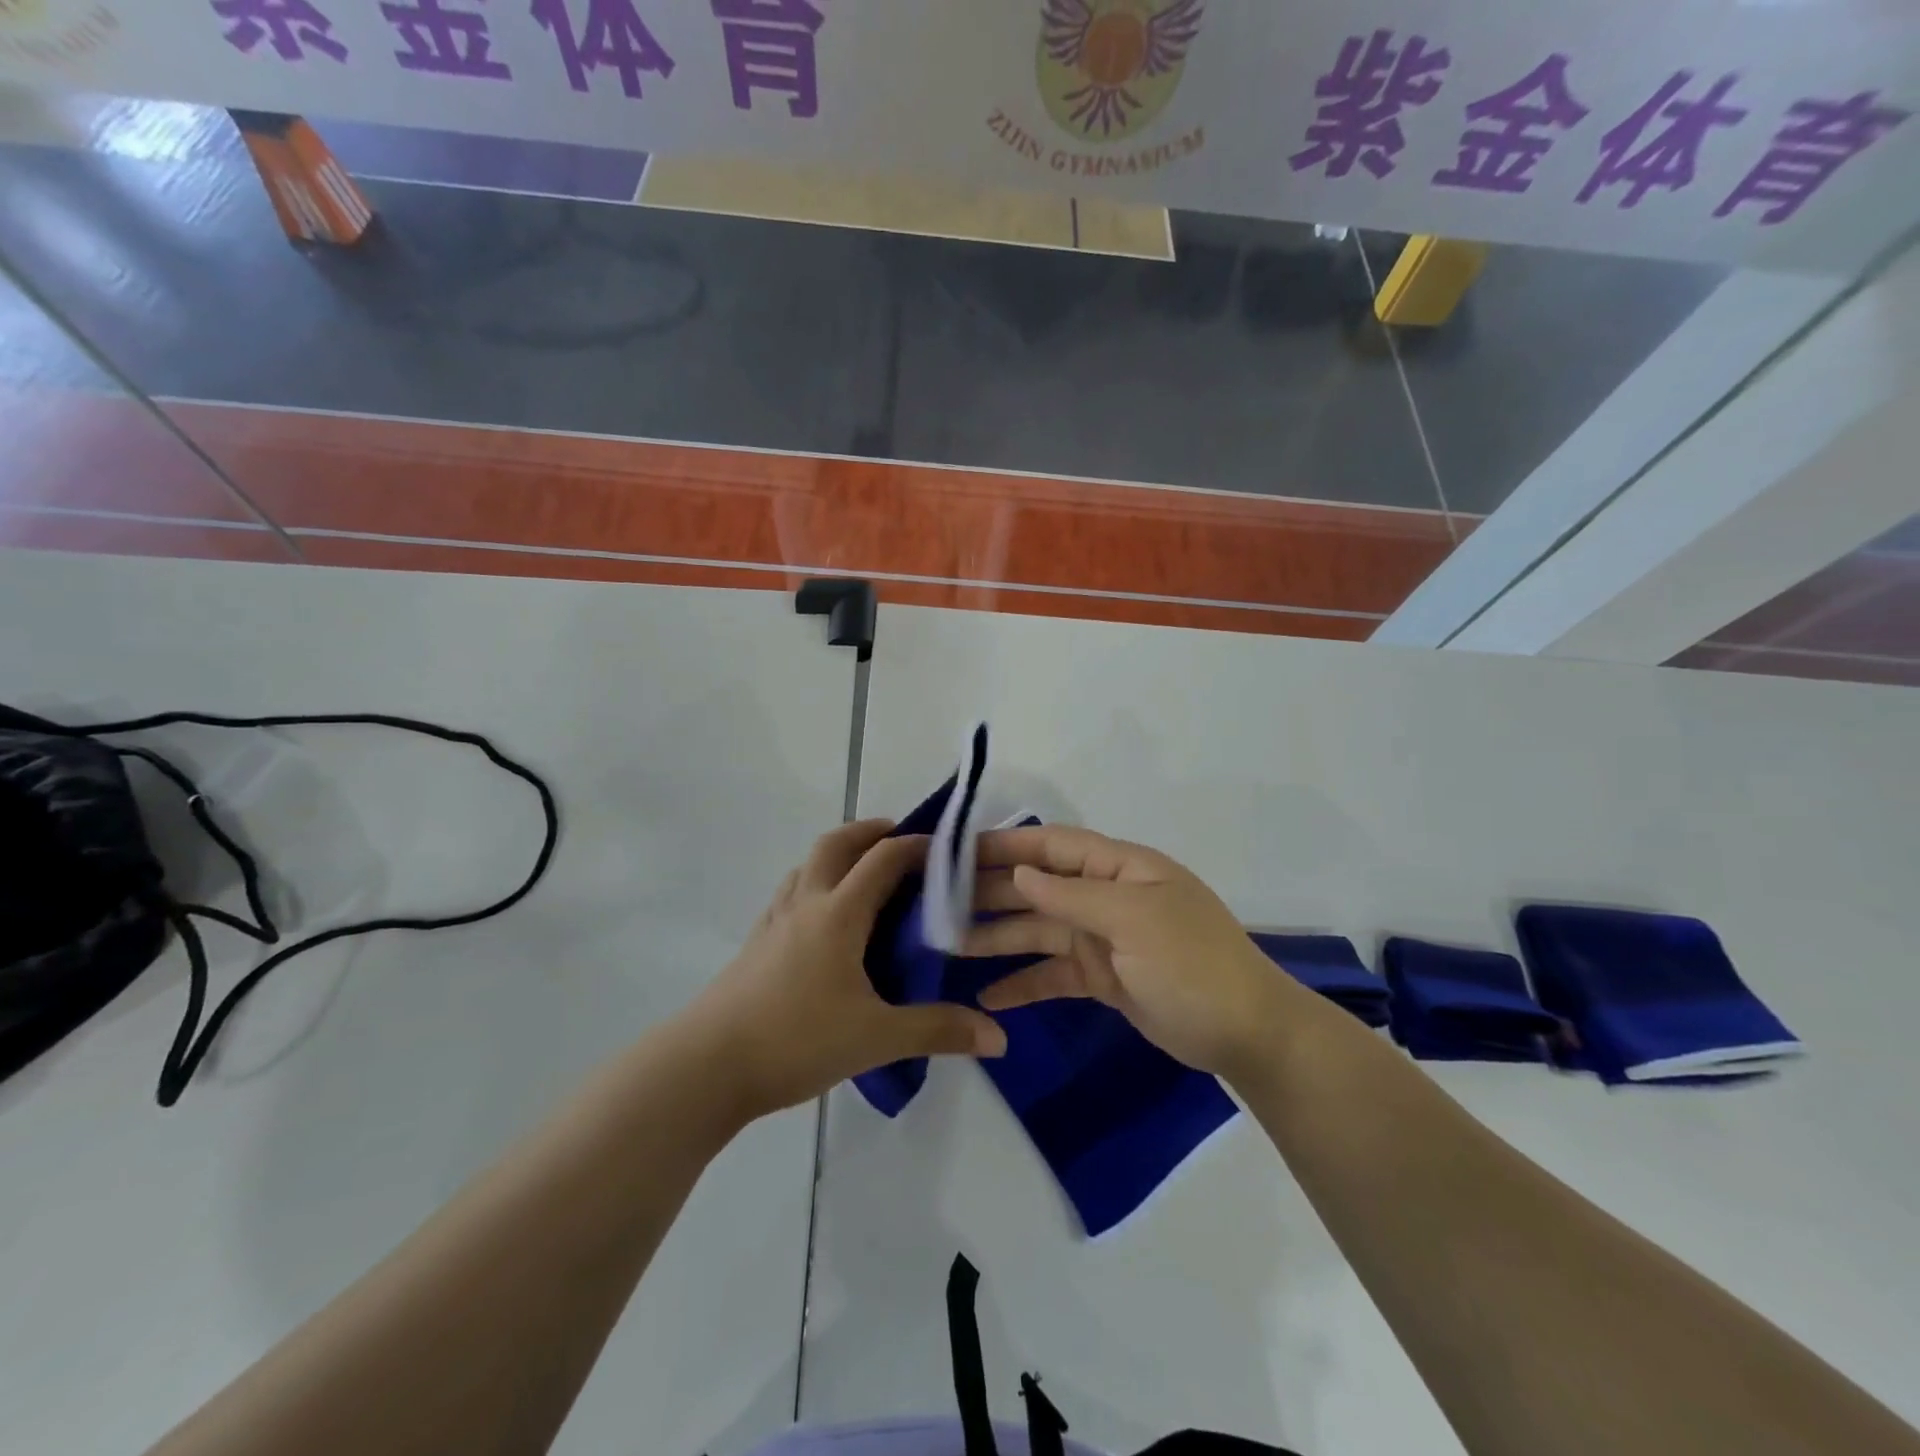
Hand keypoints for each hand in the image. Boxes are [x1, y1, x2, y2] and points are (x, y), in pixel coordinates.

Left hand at [684, 820, 1006, 1120]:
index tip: (945, 851)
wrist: (705, 1065)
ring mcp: (774, 921)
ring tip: (865, 877)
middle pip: (836, 844)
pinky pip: (791, 893)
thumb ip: (938, 1030)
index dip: (916, 846)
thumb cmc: (795, 1039)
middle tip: (900, 842)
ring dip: (839, 855)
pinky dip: (815, 884)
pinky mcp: (756, 943)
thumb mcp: (876, 1037)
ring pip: (808, 865)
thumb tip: (998, 1036)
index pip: (883, 859)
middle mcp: (805, 903)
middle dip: (870, 832)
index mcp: (838, 913)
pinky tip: (824, 921)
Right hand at [964, 825, 1293, 1079]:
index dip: (1004, 845)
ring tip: (947, 947)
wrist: (1246, 1033)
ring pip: (1038, 931)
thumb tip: (1019, 873)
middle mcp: (1106, 896)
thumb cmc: (1192, 962)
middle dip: (990, 893)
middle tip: (936, 904)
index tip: (954, 851)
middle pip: (1037, 887)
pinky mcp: (1102, 978)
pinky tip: (987, 997)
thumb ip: (1072, 894)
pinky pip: (1052, 974)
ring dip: (997, 938)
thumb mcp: (1134, 918)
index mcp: (1119, 868)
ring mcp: (1102, 938)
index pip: (1051, 846)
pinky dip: (1022, 983)